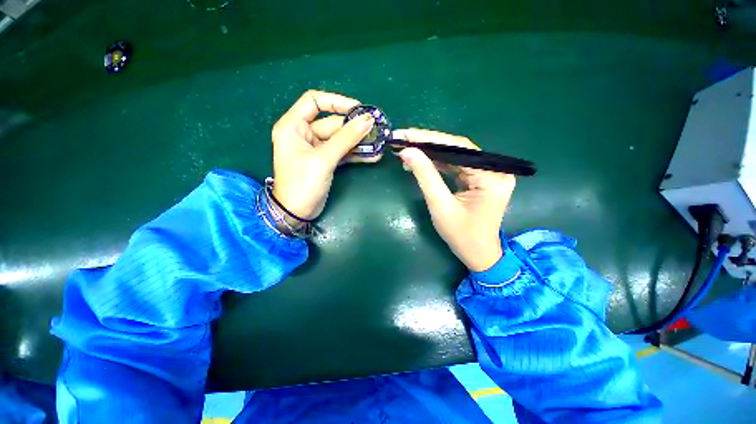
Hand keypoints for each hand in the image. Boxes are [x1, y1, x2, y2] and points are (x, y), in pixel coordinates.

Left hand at [271, 90, 378, 221]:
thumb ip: (346, 138)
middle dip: (354, 128)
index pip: (314, 101)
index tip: (359, 109)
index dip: (337, 102)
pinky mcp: (325, 161)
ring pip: (340, 139)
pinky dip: (356, 154)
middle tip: (377, 131)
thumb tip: (368, 120)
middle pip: (332, 123)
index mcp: (293, 126)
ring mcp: (316, 149)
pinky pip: (342, 152)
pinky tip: (372, 156)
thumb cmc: (302, 183)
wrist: (296, 213)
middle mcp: (303, 134)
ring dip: (359, 142)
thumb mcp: (324, 159)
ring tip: (379, 144)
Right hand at [394, 129, 515, 271]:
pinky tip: (420, 161)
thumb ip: (425, 176)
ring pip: (454, 156)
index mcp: (491, 176)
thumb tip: (407, 151)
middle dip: (428, 144)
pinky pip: (455, 166)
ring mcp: (486, 174)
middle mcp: (494, 170)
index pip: (459, 148)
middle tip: (403, 138)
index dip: (430, 139)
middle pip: (457, 149)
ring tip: (407, 148)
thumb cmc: (461, 235)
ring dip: (430, 153)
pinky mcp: (478, 179)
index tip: (406, 134)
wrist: (478, 255)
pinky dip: (437, 164)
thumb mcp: (440, 206)